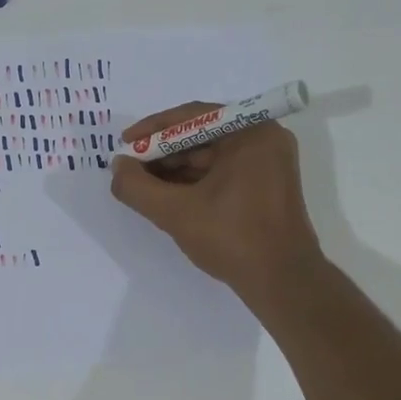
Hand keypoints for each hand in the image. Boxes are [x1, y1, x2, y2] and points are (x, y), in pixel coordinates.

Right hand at [109, 101, 324, 308]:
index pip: (192, 117)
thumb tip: (117, 167)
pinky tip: (167, 196)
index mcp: (251, 132)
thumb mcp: (176, 212)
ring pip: (210, 157)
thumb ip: (138, 187)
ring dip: (175, 169)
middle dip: (162, 152)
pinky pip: (222, 173)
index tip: (125, 144)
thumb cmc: (233, 238)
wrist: (283, 282)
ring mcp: (267, 164)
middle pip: (201, 135)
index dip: (153, 130)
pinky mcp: (265, 187)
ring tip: (142, 185)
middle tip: (130, 168)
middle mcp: (264, 139)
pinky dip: (194, 183)